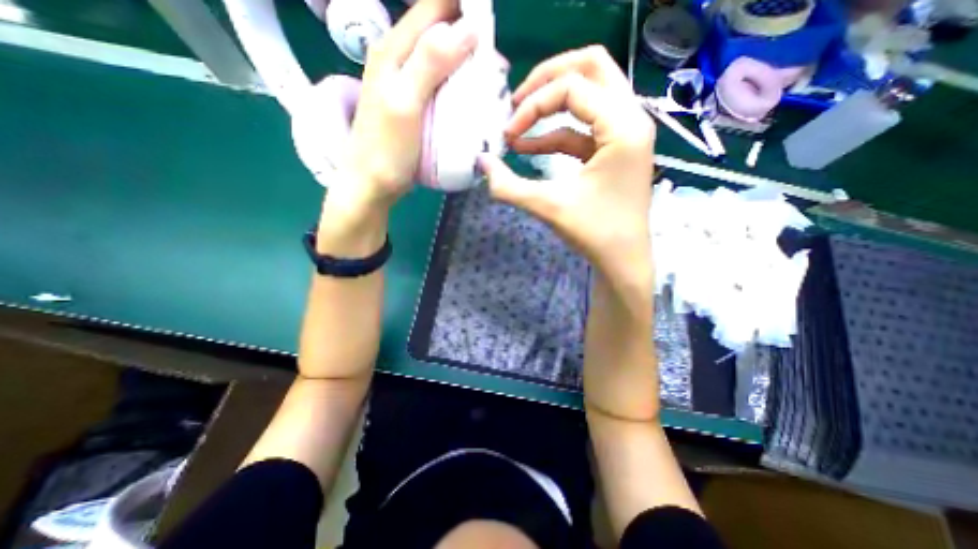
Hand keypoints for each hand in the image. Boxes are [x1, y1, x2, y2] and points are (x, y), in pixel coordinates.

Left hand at [332, 1, 478, 210]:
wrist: (372, 184)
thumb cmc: (386, 149)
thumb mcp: (405, 104)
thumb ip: (430, 64)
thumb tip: (468, 29)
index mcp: (393, 51)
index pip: (431, 8)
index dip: (462, 8)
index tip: (489, 23)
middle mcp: (399, 59)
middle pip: (438, 31)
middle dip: (469, 36)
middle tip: (494, 61)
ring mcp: (407, 83)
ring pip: (441, 57)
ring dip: (466, 62)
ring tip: (489, 78)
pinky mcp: (415, 104)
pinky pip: (441, 83)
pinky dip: (458, 84)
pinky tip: (471, 97)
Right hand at [480, 42, 655, 287]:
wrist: (623, 260)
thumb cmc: (594, 233)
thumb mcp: (548, 207)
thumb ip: (509, 185)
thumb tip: (480, 163)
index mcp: (623, 126)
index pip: (573, 87)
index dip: (533, 104)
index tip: (508, 133)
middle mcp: (632, 119)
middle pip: (592, 68)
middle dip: (548, 79)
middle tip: (517, 99)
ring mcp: (625, 134)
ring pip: (589, 94)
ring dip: (550, 106)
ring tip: (517, 127)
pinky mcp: (614, 150)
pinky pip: (583, 128)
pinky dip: (556, 134)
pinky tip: (529, 148)